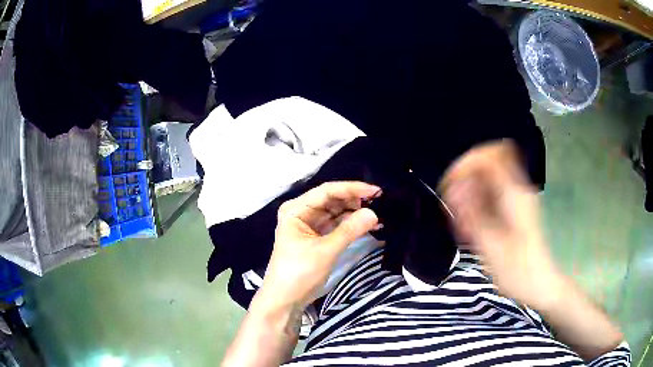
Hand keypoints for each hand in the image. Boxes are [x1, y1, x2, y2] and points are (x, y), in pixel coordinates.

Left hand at [257, 181, 380, 312]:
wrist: (285, 300)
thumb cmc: (299, 273)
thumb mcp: (325, 251)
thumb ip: (349, 231)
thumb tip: (374, 214)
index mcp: (296, 209)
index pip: (327, 191)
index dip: (352, 189)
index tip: (376, 191)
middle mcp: (302, 212)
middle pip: (332, 200)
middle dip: (355, 201)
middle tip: (381, 203)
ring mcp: (309, 225)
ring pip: (336, 212)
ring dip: (355, 213)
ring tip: (379, 214)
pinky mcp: (317, 237)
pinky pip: (337, 226)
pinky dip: (351, 225)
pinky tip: (369, 225)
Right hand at [441, 142, 563, 309]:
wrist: (543, 285)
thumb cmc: (519, 271)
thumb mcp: (491, 246)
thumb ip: (472, 213)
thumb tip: (454, 188)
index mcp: (514, 194)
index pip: (488, 156)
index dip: (465, 164)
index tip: (451, 187)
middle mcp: (517, 189)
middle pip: (486, 164)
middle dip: (466, 183)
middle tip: (457, 212)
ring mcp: (517, 198)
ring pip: (487, 180)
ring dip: (471, 196)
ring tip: (465, 227)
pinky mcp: (515, 208)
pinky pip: (491, 194)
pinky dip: (478, 205)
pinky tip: (474, 229)